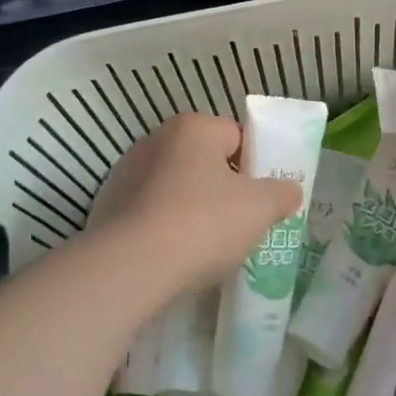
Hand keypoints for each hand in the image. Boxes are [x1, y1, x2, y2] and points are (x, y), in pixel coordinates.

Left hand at [87, 113, 301, 296]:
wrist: (129, 267)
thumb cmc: (201, 224)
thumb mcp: (259, 209)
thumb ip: (280, 194)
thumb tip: (288, 190)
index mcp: (193, 127)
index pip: (237, 137)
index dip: (254, 168)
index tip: (260, 201)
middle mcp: (156, 138)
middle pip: (204, 161)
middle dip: (222, 189)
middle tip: (237, 225)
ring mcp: (127, 171)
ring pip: (175, 186)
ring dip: (190, 208)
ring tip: (204, 247)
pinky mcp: (108, 204)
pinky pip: (149, 210)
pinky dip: (162, 226)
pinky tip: (171, 255)